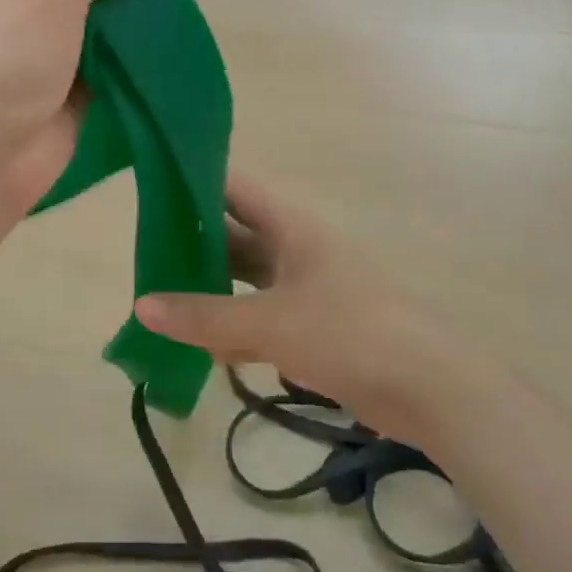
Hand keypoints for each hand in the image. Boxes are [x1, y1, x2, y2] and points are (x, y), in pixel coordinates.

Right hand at [133, 173, 444, 425]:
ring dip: (209, 292)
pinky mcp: (312, 327)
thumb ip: (204, 316)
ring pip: (244, 281)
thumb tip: (141, 306)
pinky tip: (205, 350)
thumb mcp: (270, 322)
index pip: (233, 188)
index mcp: (290, 227)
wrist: (430, 389)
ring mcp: (304, 289)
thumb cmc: (350, 332)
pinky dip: (234, 330)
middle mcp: (294, 250)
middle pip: (233, 236)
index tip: (149, 188)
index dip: (193, 182)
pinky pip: (260, 318)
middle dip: (191, 245)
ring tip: (162, 304)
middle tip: (142, 256)